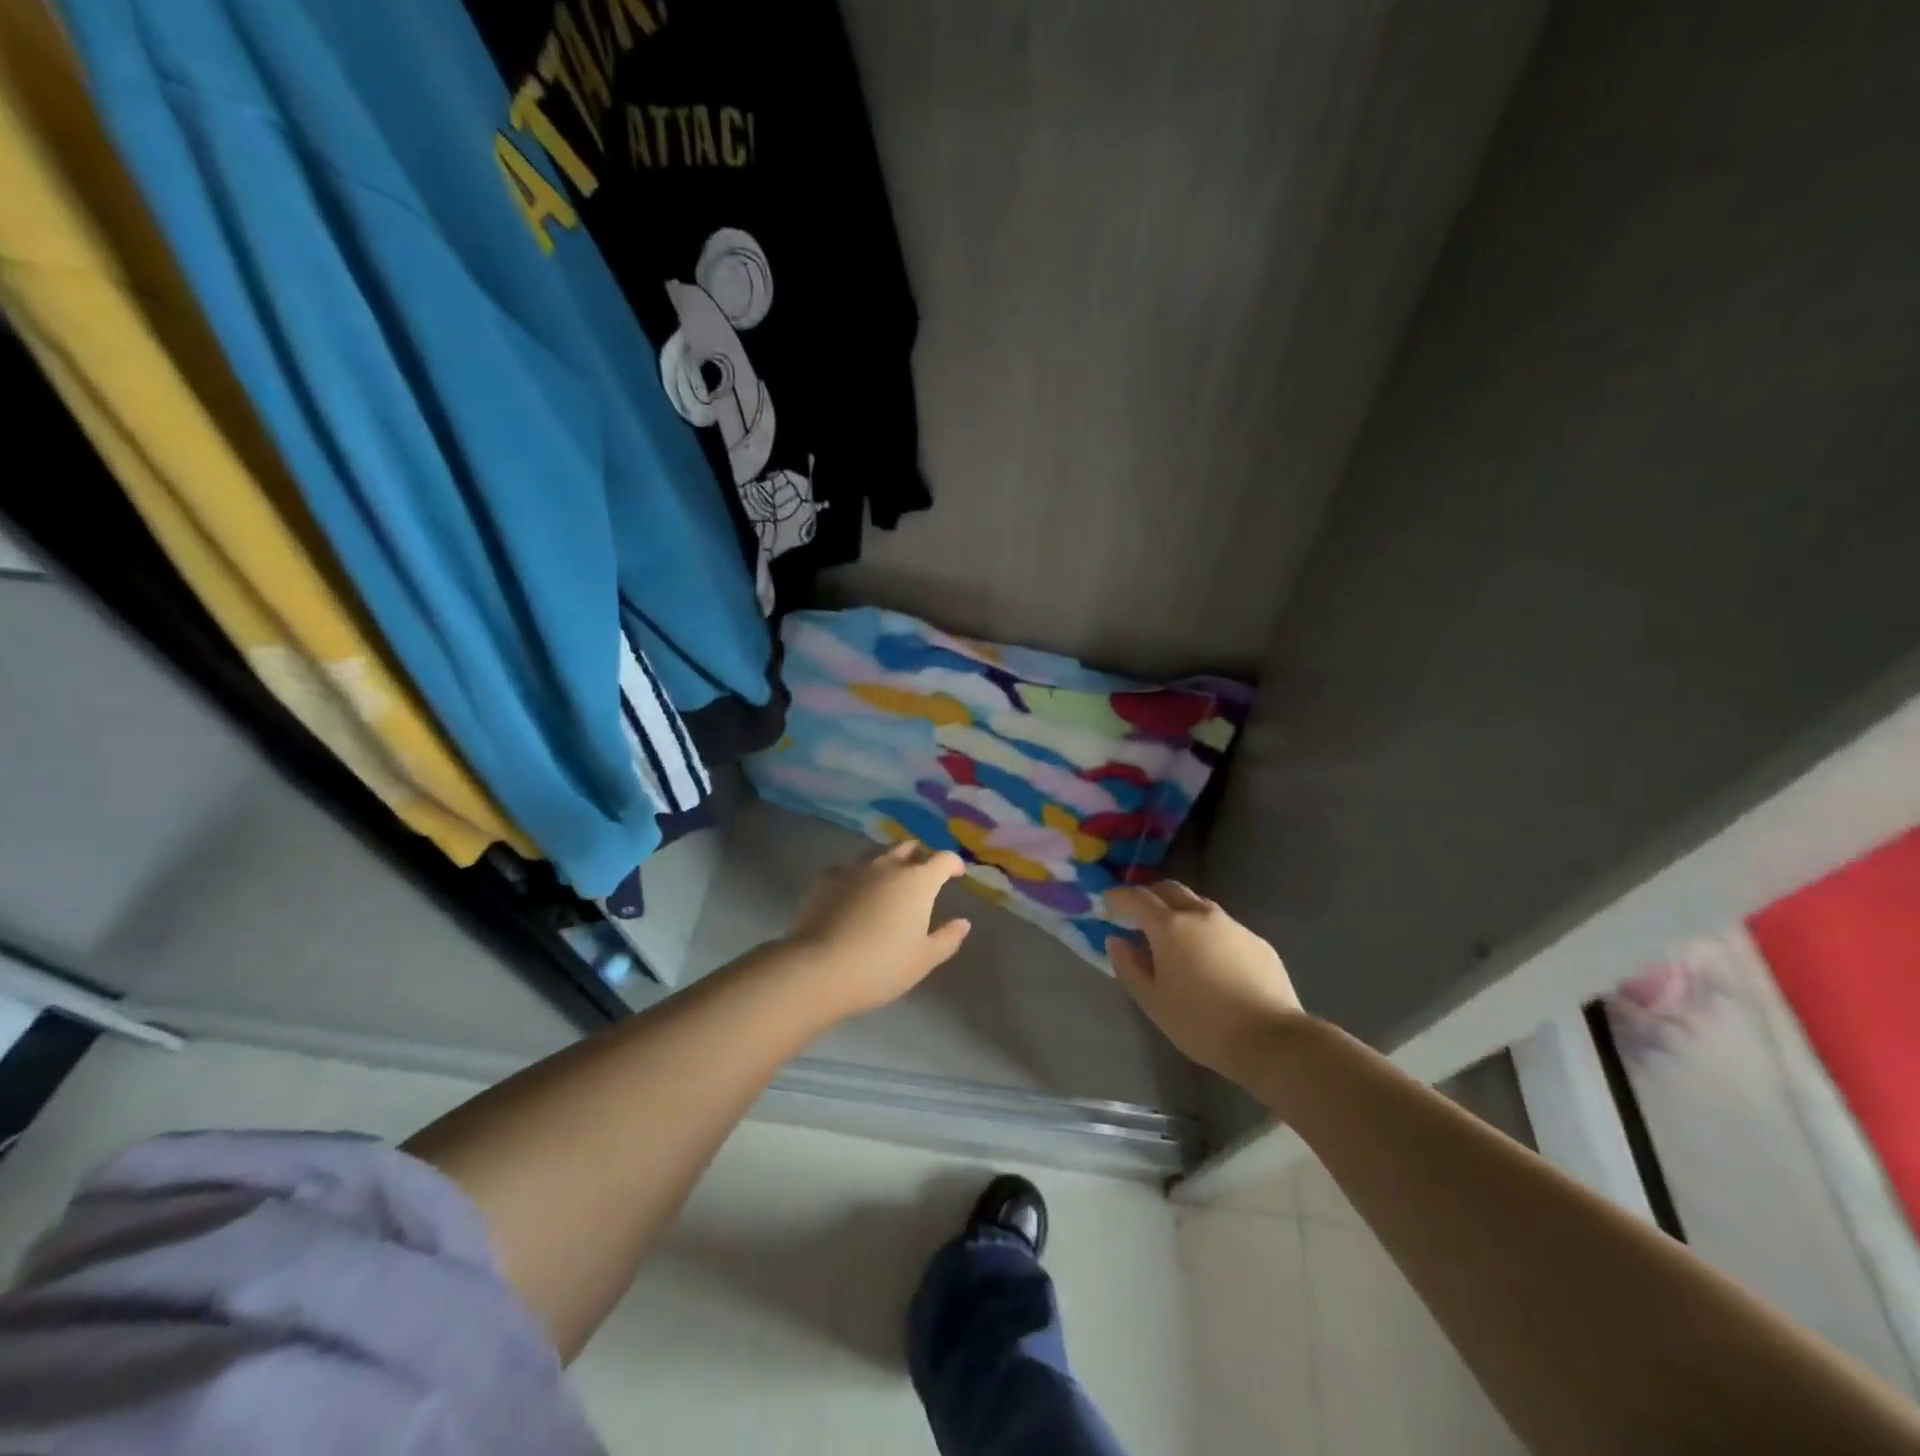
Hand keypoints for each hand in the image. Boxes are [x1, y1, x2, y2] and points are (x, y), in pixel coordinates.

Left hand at [785, 841, 971, 1017]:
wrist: (819, 967)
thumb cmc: (881, 966)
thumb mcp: (923, 960)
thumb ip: (947, 938)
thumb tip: (963, 922)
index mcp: (918, 881)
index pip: (943, 859)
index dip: (953, 864)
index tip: (956, 874)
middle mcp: (888, 865)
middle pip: (909, 847)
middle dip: (920, 856)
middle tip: (923, 874)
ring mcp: (854, 868)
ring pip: (877, 854)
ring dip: (888, 862)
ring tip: (888, 882)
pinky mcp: (825, 878)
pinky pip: (848, 869)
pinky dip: (857, 877)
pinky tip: (852, 894)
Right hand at [1106, 881, 1303, 1083]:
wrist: (1271, 1039)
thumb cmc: (1201, 1023)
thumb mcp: (1153, 1001)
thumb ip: (1128, 966)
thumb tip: (1117, 940)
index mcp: (1170, 927)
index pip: (1137, 898)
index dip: (1118, 897)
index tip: (1108, 903)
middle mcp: (1201, 915)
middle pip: (1169, 889)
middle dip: (1149, 896)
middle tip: (1137, 914)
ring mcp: (1232, 925)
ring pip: (1198, 904)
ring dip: (1179, 911)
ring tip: (1173, 937)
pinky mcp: (1256, 940)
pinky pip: (1222, 926)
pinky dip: (1206, 931)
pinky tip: (1209, 959)